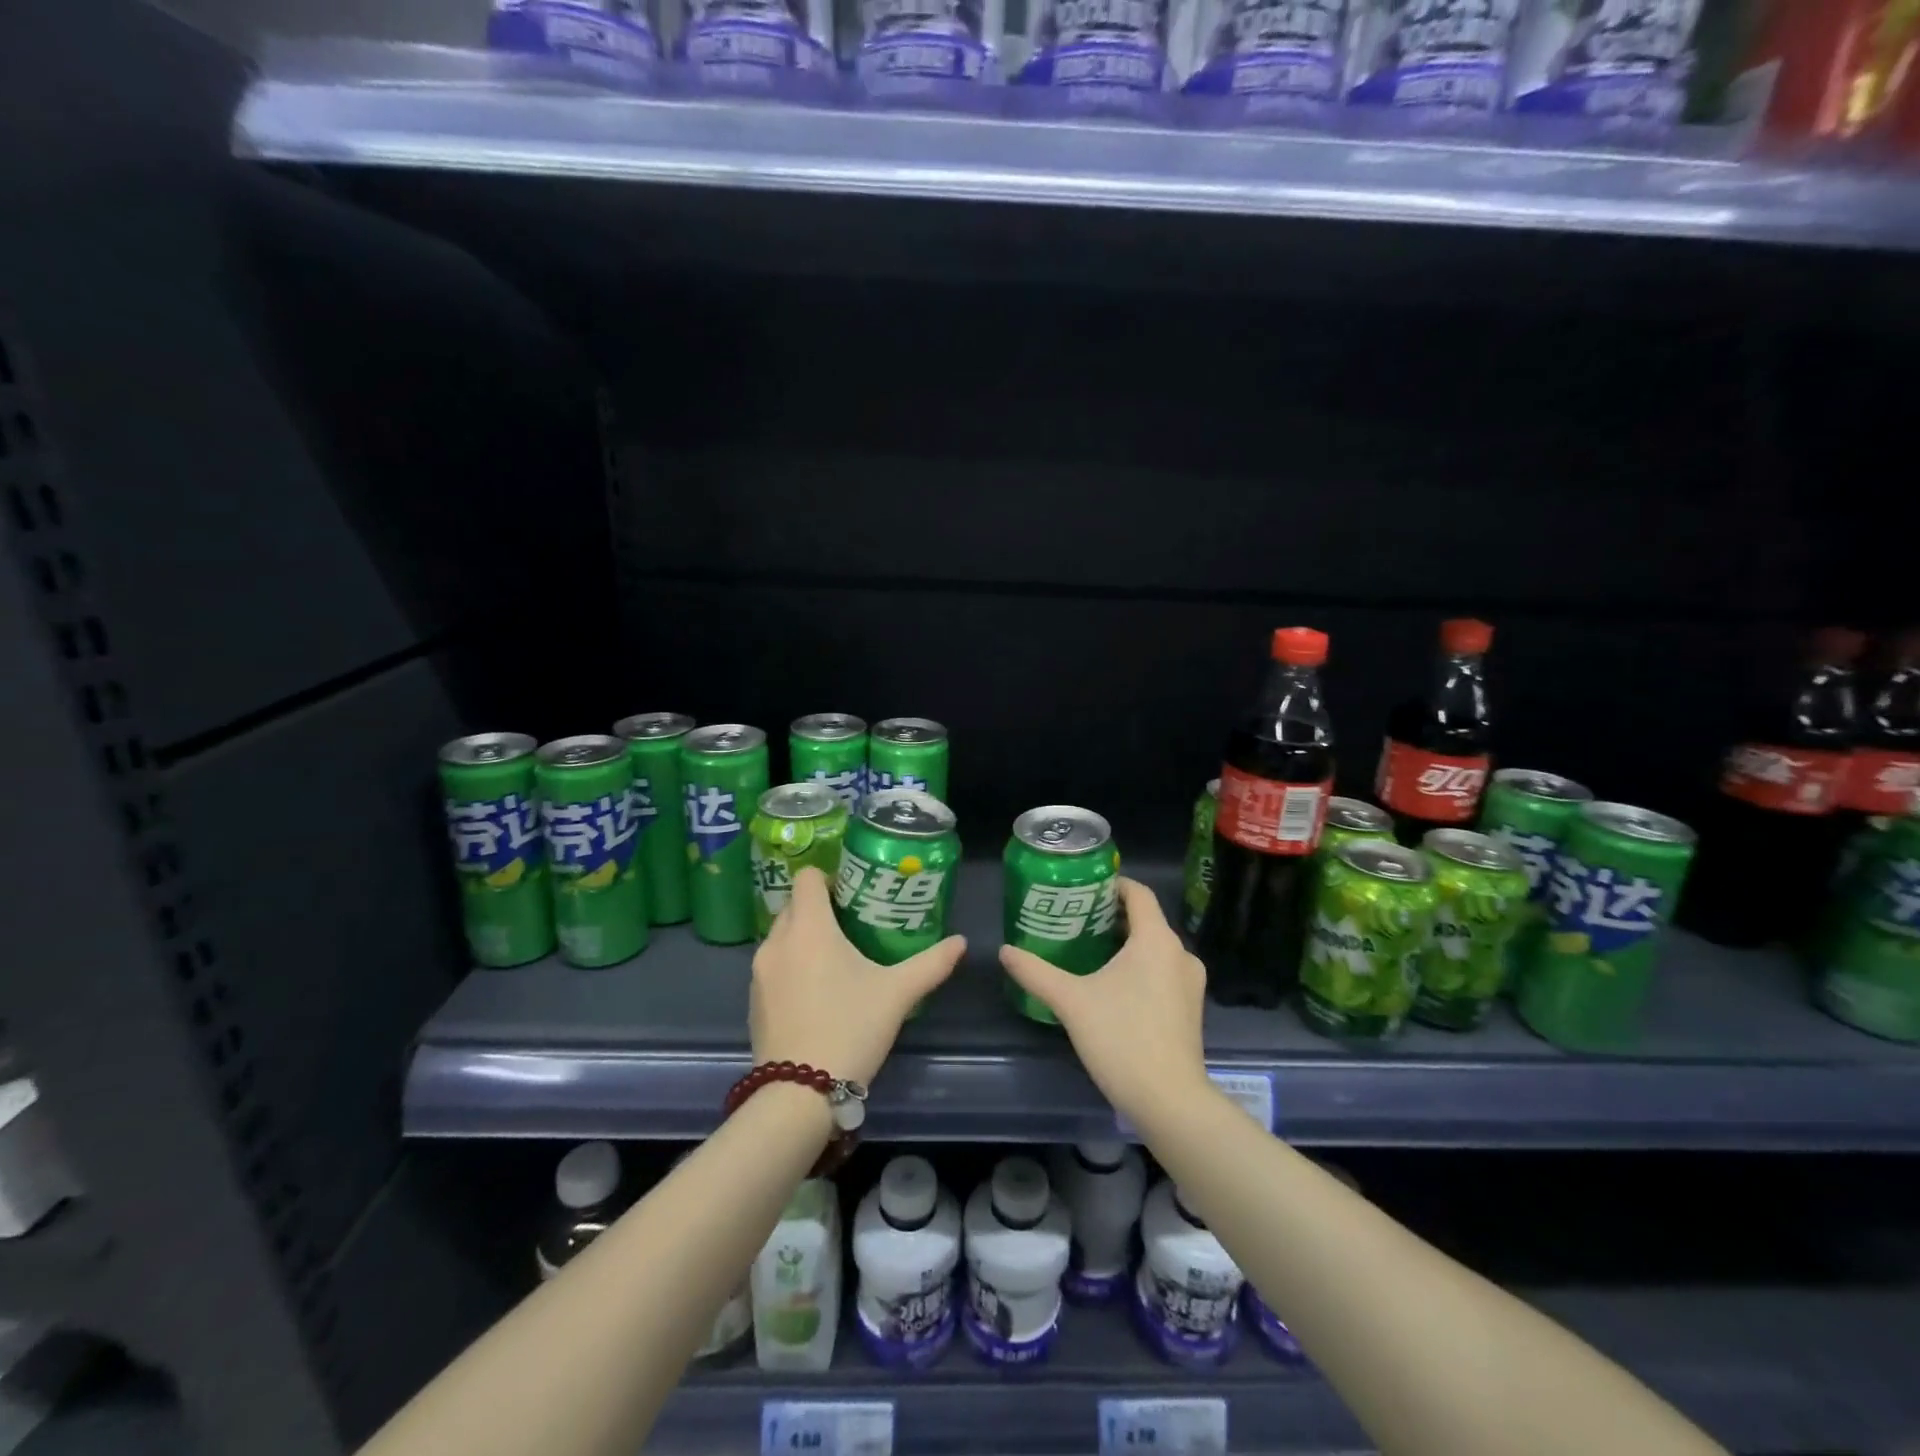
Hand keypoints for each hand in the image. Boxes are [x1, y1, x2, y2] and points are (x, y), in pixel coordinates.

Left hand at [749, 867, 966, 1087]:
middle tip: (853, 926)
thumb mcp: (897, 994)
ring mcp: (759, 972)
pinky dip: (792, 967)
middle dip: (820, 909)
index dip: (830, 878)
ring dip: (805, 939)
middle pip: (795, 905)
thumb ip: (931, 963)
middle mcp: (777, 941)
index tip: (853, 894)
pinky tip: (816, 994)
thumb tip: (961, 942)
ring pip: (783, 937)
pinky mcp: (753, 1000)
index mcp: (809, 927)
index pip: (808, 877)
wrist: (799, 1094)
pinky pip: (774, 966)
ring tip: (837, 959)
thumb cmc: (850, 1028)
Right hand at [998, 878, 1208, 1128]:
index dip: (1111, 884)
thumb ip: (1036, 972)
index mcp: (1156, 939)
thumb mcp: (1071, 1001)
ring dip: (1126, 943)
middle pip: (1146, 919)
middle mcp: (1180, 953)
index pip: (1138, 893)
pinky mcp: (1190, 1007)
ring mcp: (1190, 982)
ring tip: (1087, 950)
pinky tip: (1112, 985)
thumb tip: (1005, 951)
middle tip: (1074, 920)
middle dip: (1111, 916)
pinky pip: (1163, 970)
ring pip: (1155, 947)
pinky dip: (1140, 966)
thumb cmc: (1121, 1039)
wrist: (1170, 1101)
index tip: (1082, 889)